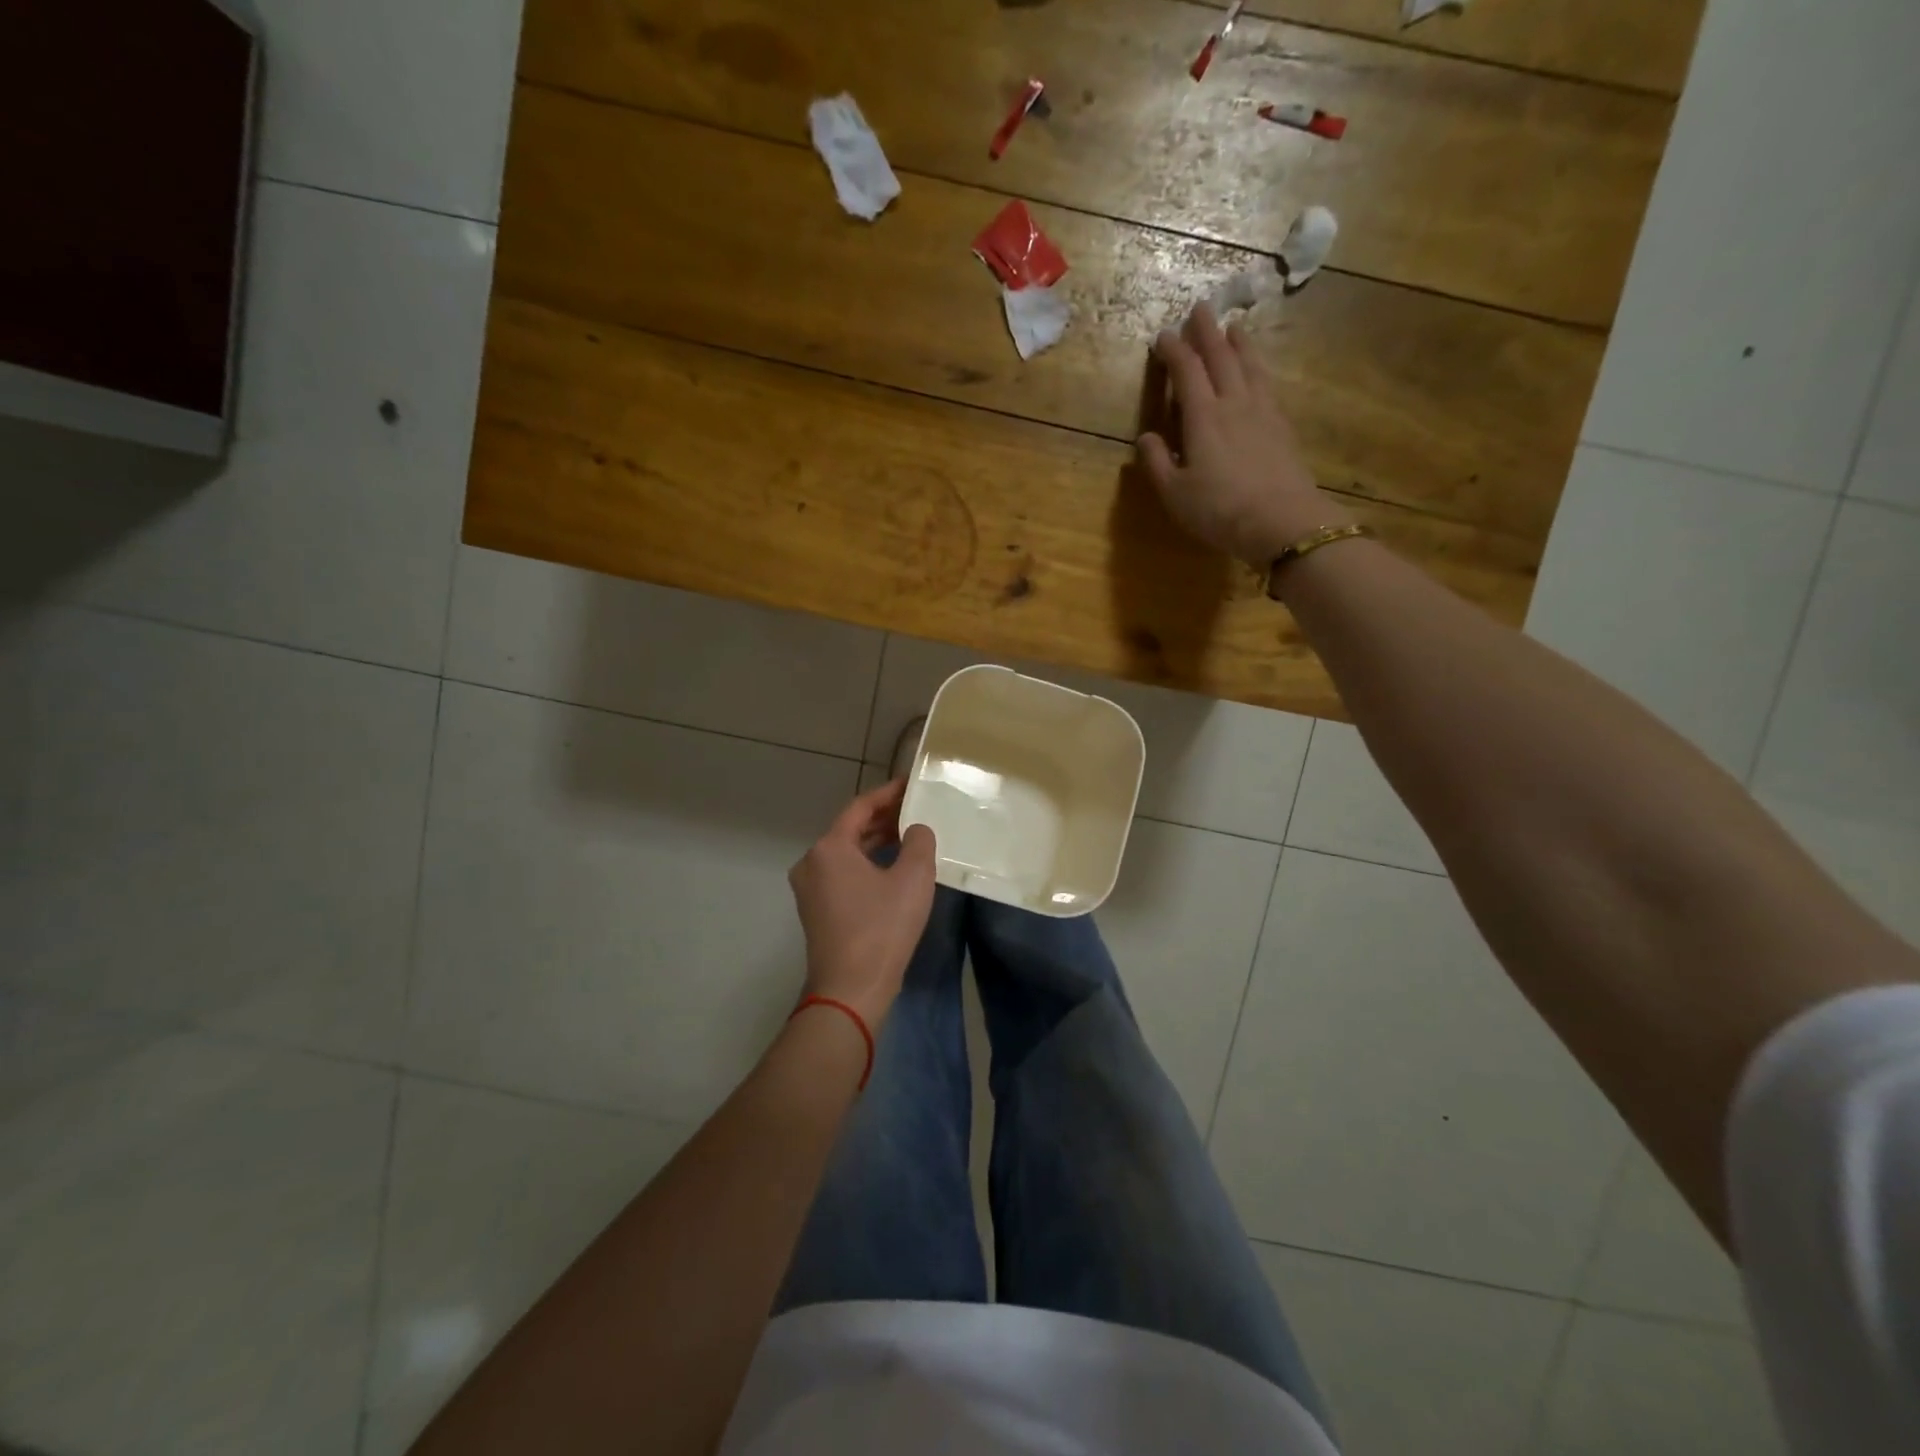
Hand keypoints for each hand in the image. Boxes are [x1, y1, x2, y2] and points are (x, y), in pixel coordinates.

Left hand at [788, 778, 937, 1028]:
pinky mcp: (816, 911)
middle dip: (883, 818)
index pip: (860, 807)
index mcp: (829, 848)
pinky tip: (891, 870)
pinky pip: (842, 874)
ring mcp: (809, 889)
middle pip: (850, 829)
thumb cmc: (882, 928)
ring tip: (908, 836)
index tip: (911, 785)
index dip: (888, 793)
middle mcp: (811, 862)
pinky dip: (865, 864)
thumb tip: (916, 830)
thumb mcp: (913, 879)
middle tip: (915, 809)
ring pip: (846, 853)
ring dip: (875, 842)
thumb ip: (919, 842)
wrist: (851, 990)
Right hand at [1137, 303, 1354, 565]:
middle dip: (1207, 332)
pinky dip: (1258, 368)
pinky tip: (1258, 371)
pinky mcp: (1282, 426)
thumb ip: (1157, 463)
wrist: (1281, 521)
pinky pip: (1267, 384)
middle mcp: (1234, 403)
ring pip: (1249, 366)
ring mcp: (1263, 412)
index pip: (1187, 372)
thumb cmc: (1219, 510)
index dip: (1174, 351)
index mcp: (1203, 417)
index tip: (1163, 335)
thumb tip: (1145, 437)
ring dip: (1239, 344)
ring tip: (1234, 328)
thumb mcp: (1175, 493)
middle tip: (1201, 309)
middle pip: (1221, 358)